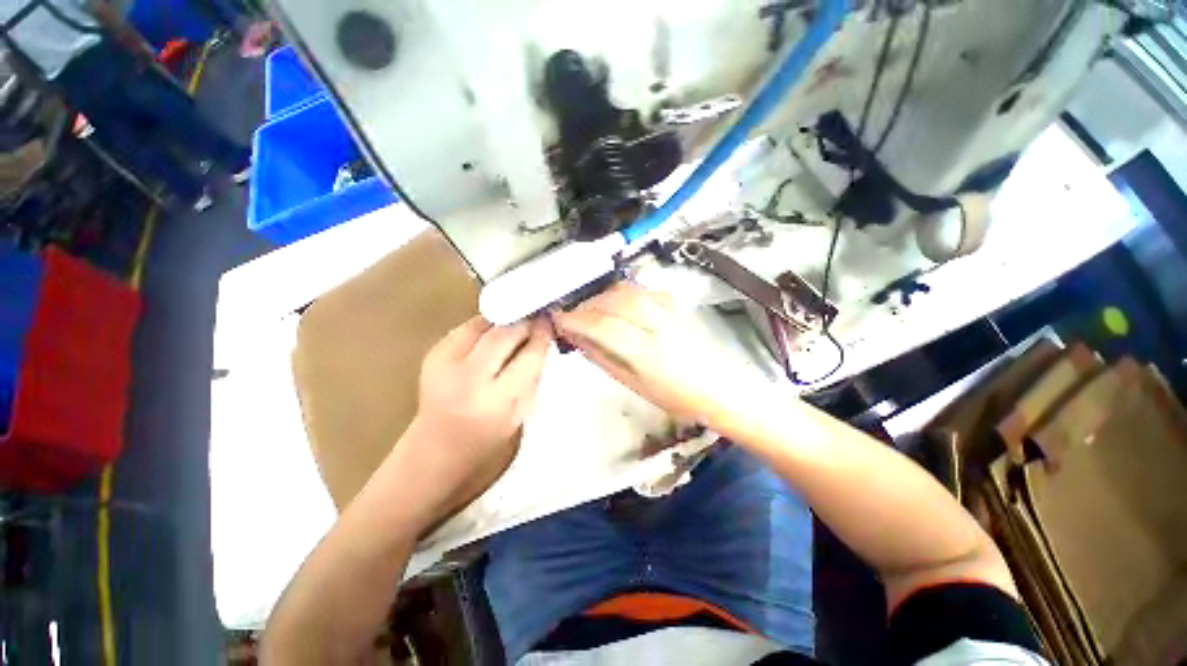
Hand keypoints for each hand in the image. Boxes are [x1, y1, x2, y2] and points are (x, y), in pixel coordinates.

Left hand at [403, 316, 551, 520]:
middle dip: (524, 322)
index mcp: (495, 402)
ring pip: (483, 324)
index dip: (541, 336)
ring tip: (517, 323)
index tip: (550, 323)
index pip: (528, 357)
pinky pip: (466, 328)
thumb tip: (541, 341)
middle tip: (536, 317)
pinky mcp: (432, 354)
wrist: (434, 451)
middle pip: (503, 334)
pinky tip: (493, 334)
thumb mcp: (520, 416)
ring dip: (504, 321)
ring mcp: (444, 363)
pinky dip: (485, 327)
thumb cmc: (486, 441)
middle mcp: (467, 379)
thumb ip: (532, 377)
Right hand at [553, 282, 749, 424]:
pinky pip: (643, 291)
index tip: (558, 319)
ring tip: (591, 309)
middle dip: (586, 305)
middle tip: (572, 314)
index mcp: (646, 353)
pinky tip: (617, 304)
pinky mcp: (677, 304)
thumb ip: (603, 357)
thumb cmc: (676, 397)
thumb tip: (578, 338)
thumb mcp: (633, 385)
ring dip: (602, 297)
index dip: (575, 320)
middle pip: (613, 303)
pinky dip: (623, 294)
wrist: (720, 388)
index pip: (602, 327)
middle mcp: (658, 325)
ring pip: (627, 292)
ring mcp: (670, 311)